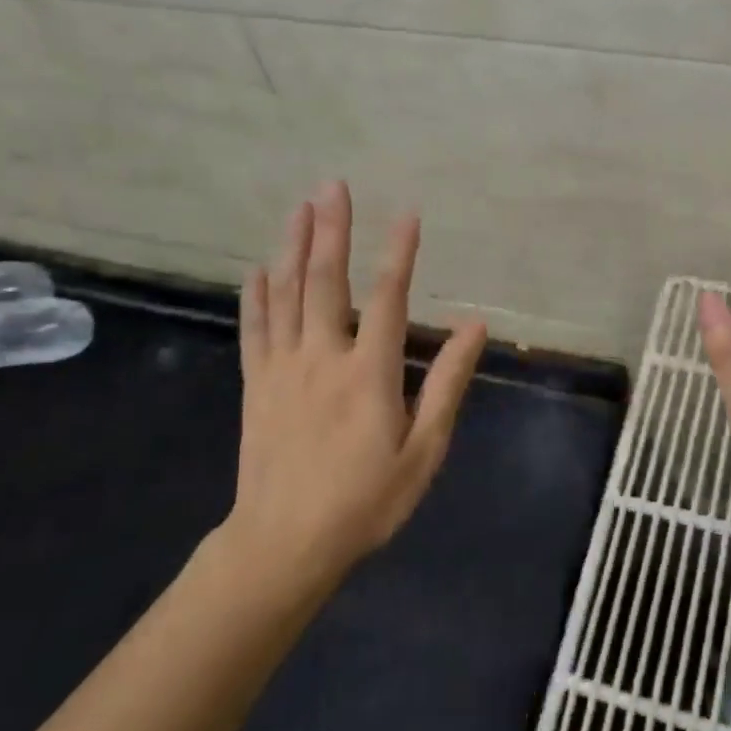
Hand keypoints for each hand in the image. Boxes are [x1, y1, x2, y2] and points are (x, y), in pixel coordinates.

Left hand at [226, 182, 487, 589]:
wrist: (284, 544)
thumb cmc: (365, 501)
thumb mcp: (423, 450)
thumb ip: (447, 384)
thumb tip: (475, 328)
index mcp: (369, 373)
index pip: (387, 297)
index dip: (399, 252)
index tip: (407, 214)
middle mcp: (322, 357)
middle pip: (325, 281)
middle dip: (331, 229)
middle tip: (333, 186)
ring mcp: (282, 369)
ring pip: (285, 295)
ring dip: (292, 247)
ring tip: (298, 208)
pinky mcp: (256, 385)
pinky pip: (254, 330)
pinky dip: (255, 296)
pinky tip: (256, 269)